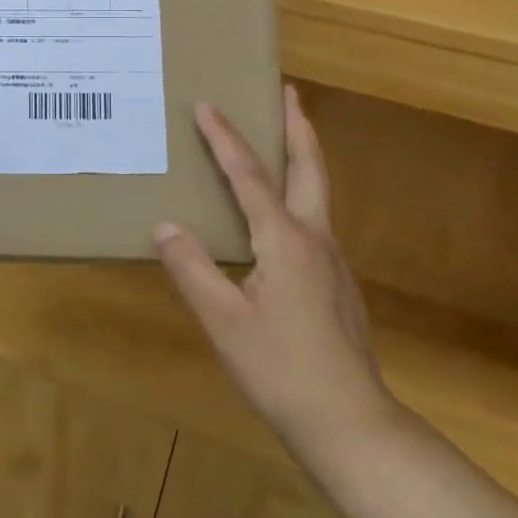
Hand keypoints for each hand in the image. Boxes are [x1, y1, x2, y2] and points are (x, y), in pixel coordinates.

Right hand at [154, 86, 398, 459]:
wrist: (353, 427)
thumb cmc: (282, 371)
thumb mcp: (224, 322)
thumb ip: (192, 269)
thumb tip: (164, 225)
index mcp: (285, 240)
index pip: (248, 175)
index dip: (225, 137)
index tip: (206, 104)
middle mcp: (315, 239)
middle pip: (309, 167)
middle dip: (297, 125)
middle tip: (287, 91)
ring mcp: (332, 261)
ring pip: (317, 192)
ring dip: (300, 156)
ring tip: (282, 138)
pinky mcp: (337, 284)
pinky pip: (313, 220)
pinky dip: (297, 193)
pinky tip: (279, 216)